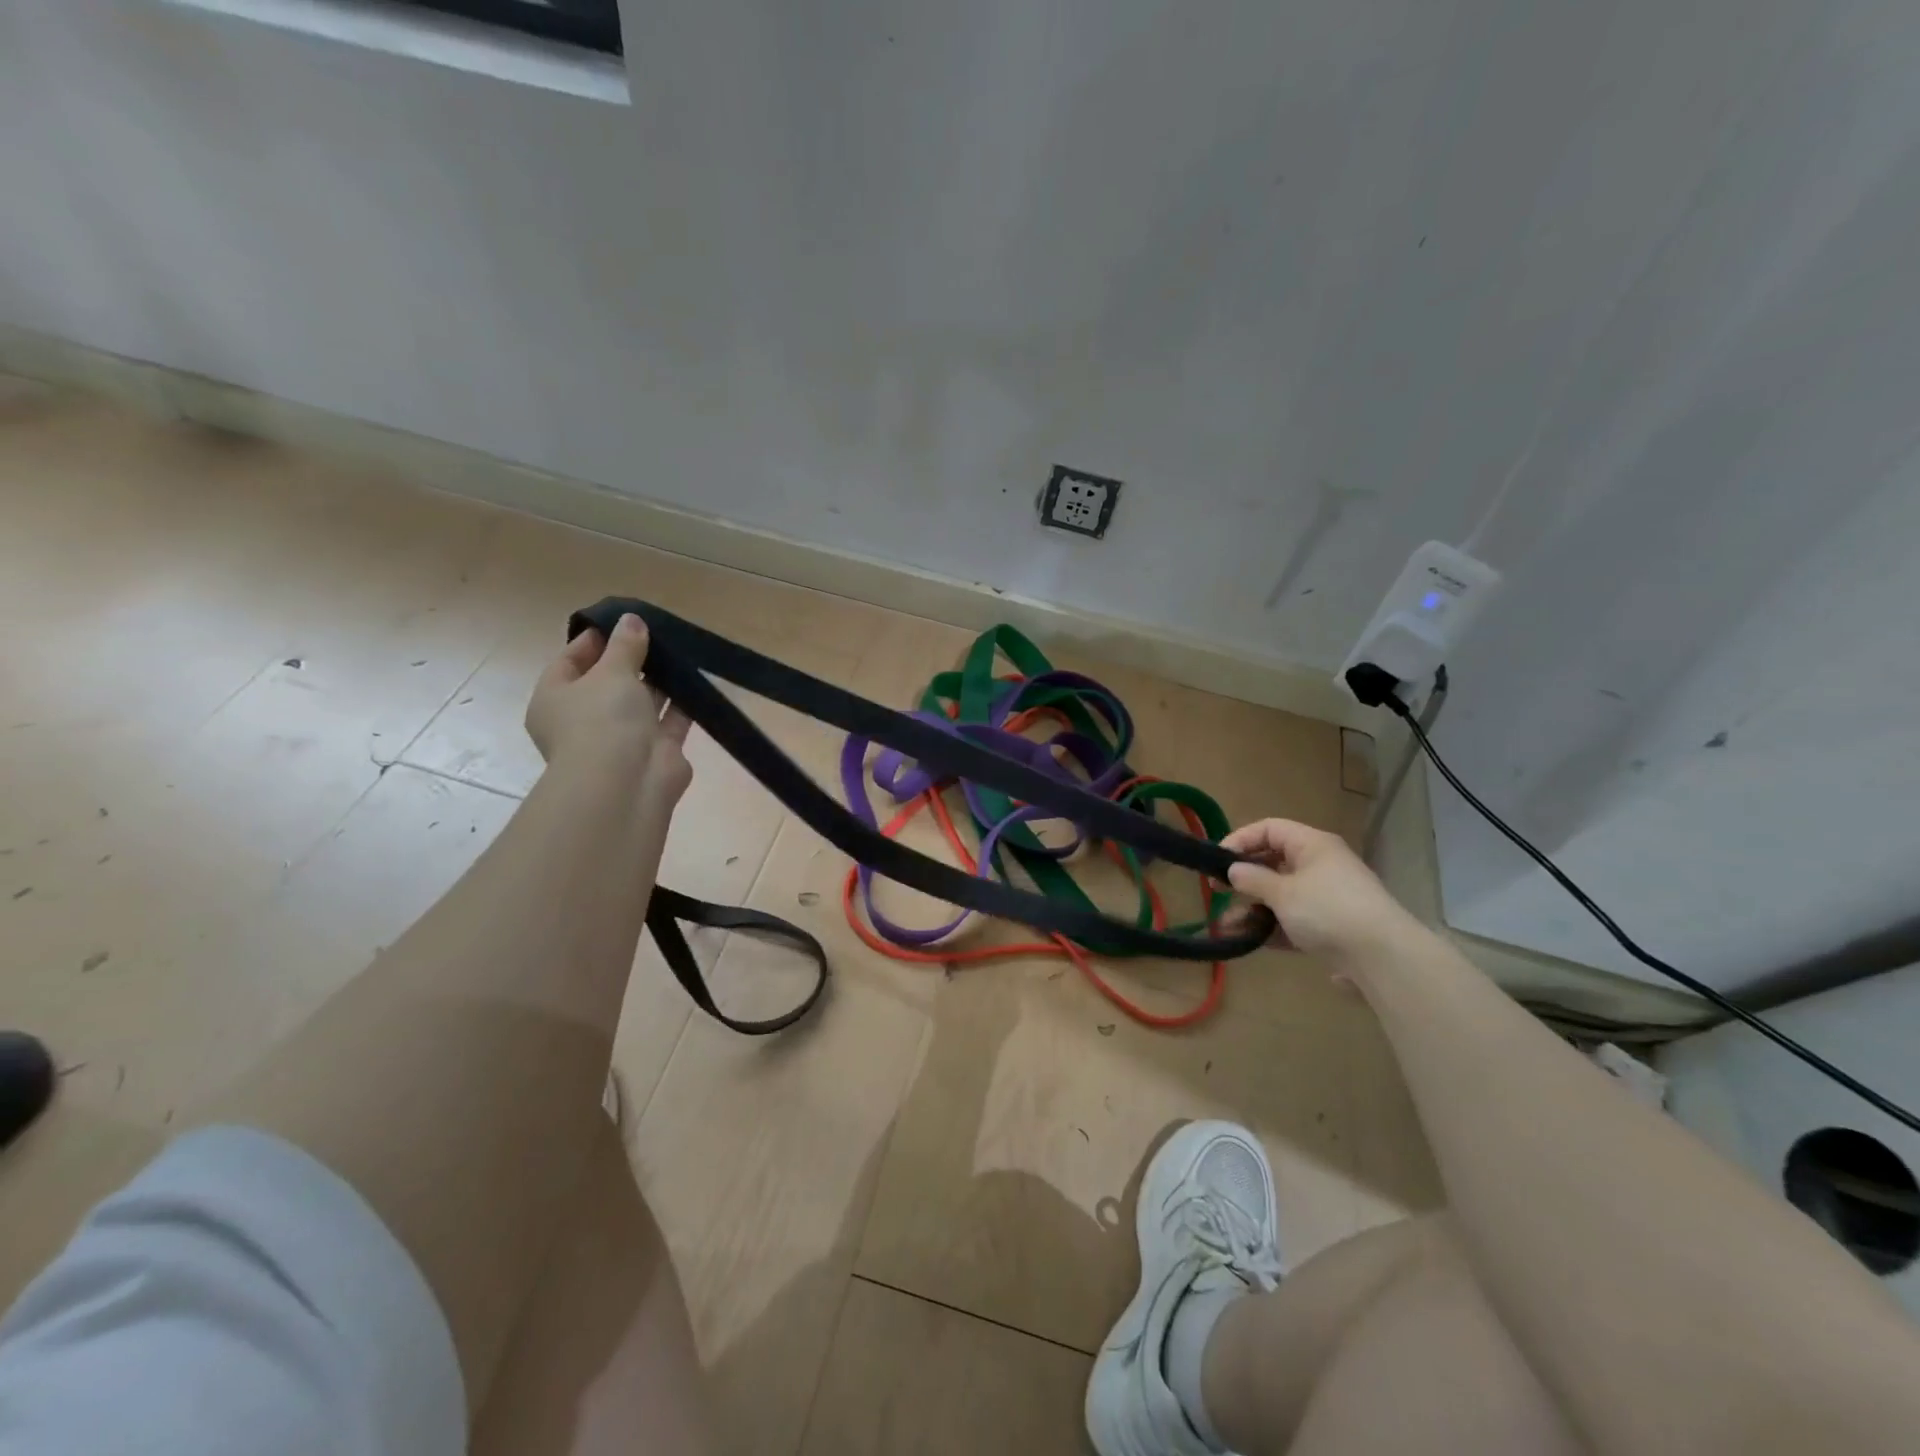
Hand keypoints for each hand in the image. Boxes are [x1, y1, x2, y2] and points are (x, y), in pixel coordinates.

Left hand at [525, 613, 692, 797]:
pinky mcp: (655, 750)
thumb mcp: (611, 671)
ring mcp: (621, 737)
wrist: (627, 782)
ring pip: (642, 701)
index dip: (594, 640)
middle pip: (608, 681)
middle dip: (632, 659)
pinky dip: (682, 702)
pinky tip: (697, 679)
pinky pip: (670, 720)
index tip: (622, 622)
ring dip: (660, 680)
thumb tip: (632, 620)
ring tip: (681, 650)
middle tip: (658, 633)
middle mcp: (585, 719)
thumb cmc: (602, 720)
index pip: (570, 661)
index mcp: (556, 698)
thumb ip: (625, 645)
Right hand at [1222, 818, 1422, 963]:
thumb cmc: (1327, 910)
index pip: (1269, 829)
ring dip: (1253, 908)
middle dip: (1243, 879)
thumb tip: (1233, 870)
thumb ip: (1253, 879)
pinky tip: (1249, 940)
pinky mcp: (1331, 926)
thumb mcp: (1283, 892)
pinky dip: (1272, 927)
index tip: (1217, 860)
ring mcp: (1327, 897)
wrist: (1382, 957)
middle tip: (1217, 892)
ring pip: (1281, 895)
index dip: (1240, 840)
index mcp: (1312, 845)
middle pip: (1274, 863)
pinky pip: (1293, 919)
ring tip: (1226, 926)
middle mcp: (1321, 865)